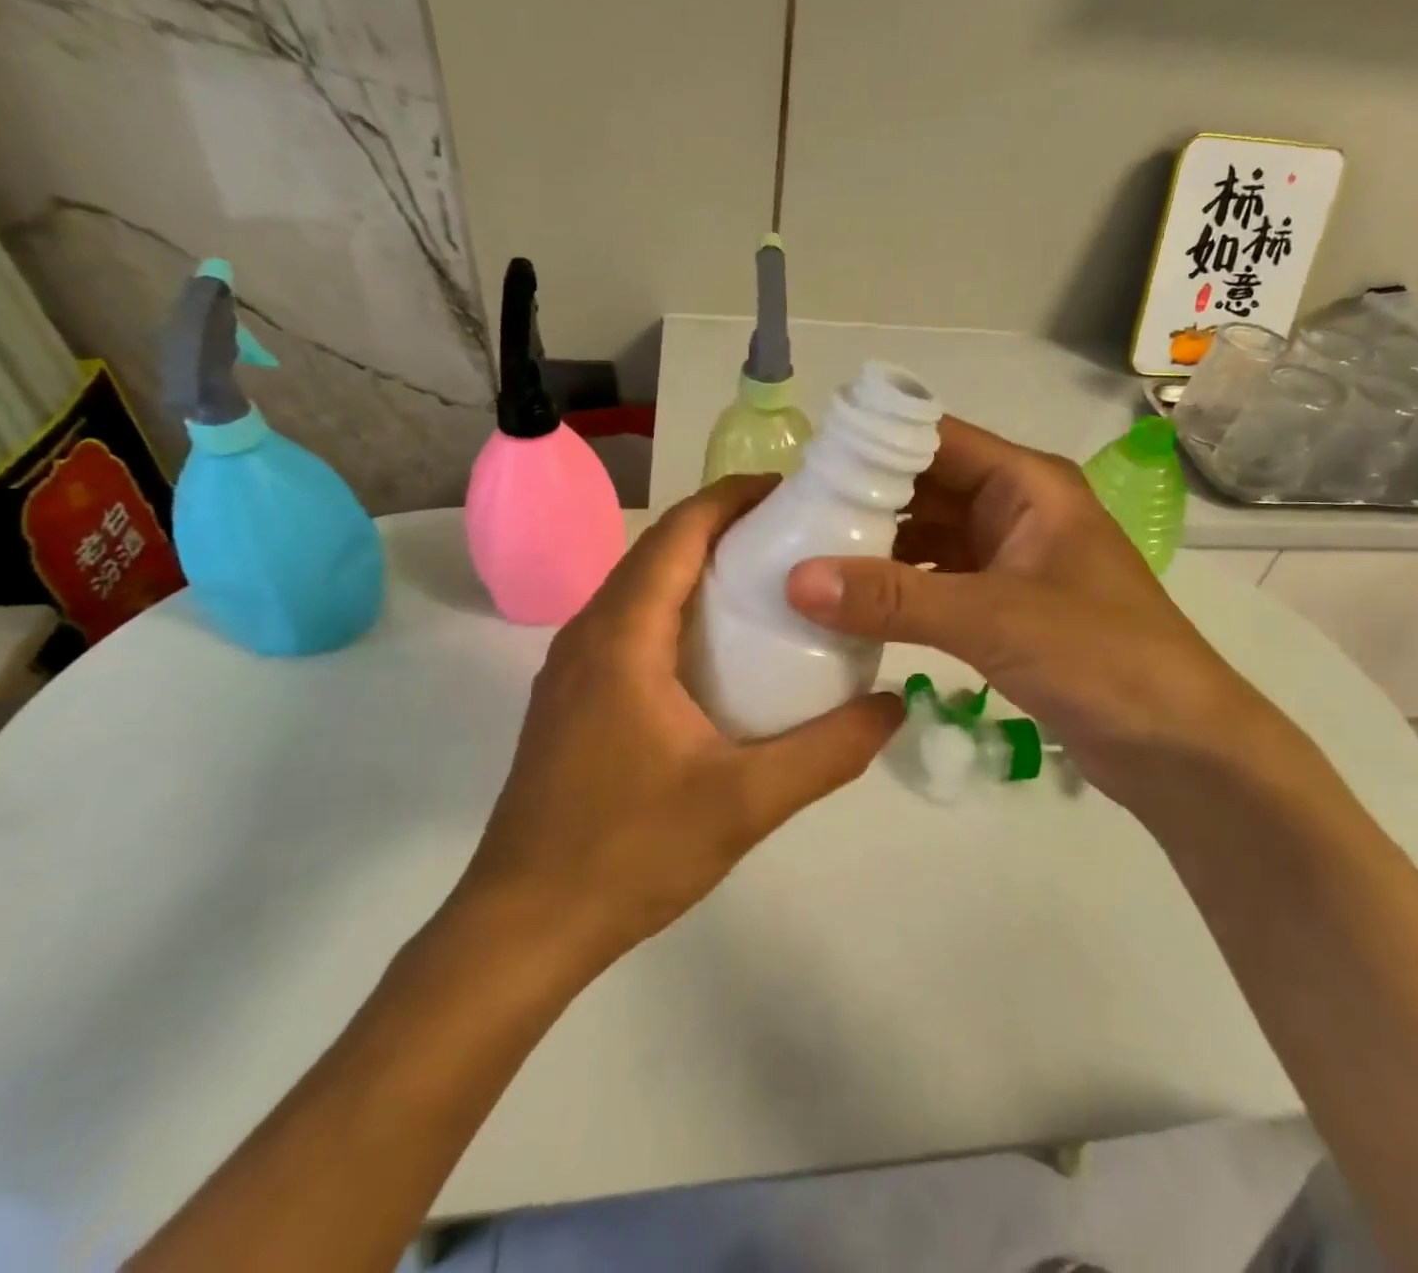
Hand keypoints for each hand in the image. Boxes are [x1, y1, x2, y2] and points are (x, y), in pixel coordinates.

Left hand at [454, 476, 902, 959]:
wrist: (523, 926)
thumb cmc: (629, 852)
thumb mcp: (746, 802)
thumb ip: (829, 751)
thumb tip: (894, 704)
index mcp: (622, 635)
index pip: (679, 531)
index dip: (735, 497)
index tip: (795, 491)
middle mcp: (589, 633)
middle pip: (661, 550)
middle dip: (727, 528)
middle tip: (800, 536)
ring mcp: (573, 667)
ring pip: (643, 588)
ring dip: (701, 569)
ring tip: (771, 583)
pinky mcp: (573, 699)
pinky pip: (632, 625)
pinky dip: (680, 610)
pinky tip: (722, 652)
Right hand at [784, 417, 1301, 815]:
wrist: (1179, 747)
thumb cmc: (1102, 658)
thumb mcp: (992, 620)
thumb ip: (893, 599)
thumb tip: (794, 580)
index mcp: (1027, 484)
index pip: (934, 439)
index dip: (870, 445)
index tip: (802, 468)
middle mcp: (1017, 511)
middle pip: (925, 489)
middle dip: (863, 502)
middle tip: (790, 520)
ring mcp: (1011, 562)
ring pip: (929, 539)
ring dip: (877, 551)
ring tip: (806, 561)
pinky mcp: (1006, 609)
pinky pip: (939, 584)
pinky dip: (899, 593)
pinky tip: (852, 608)